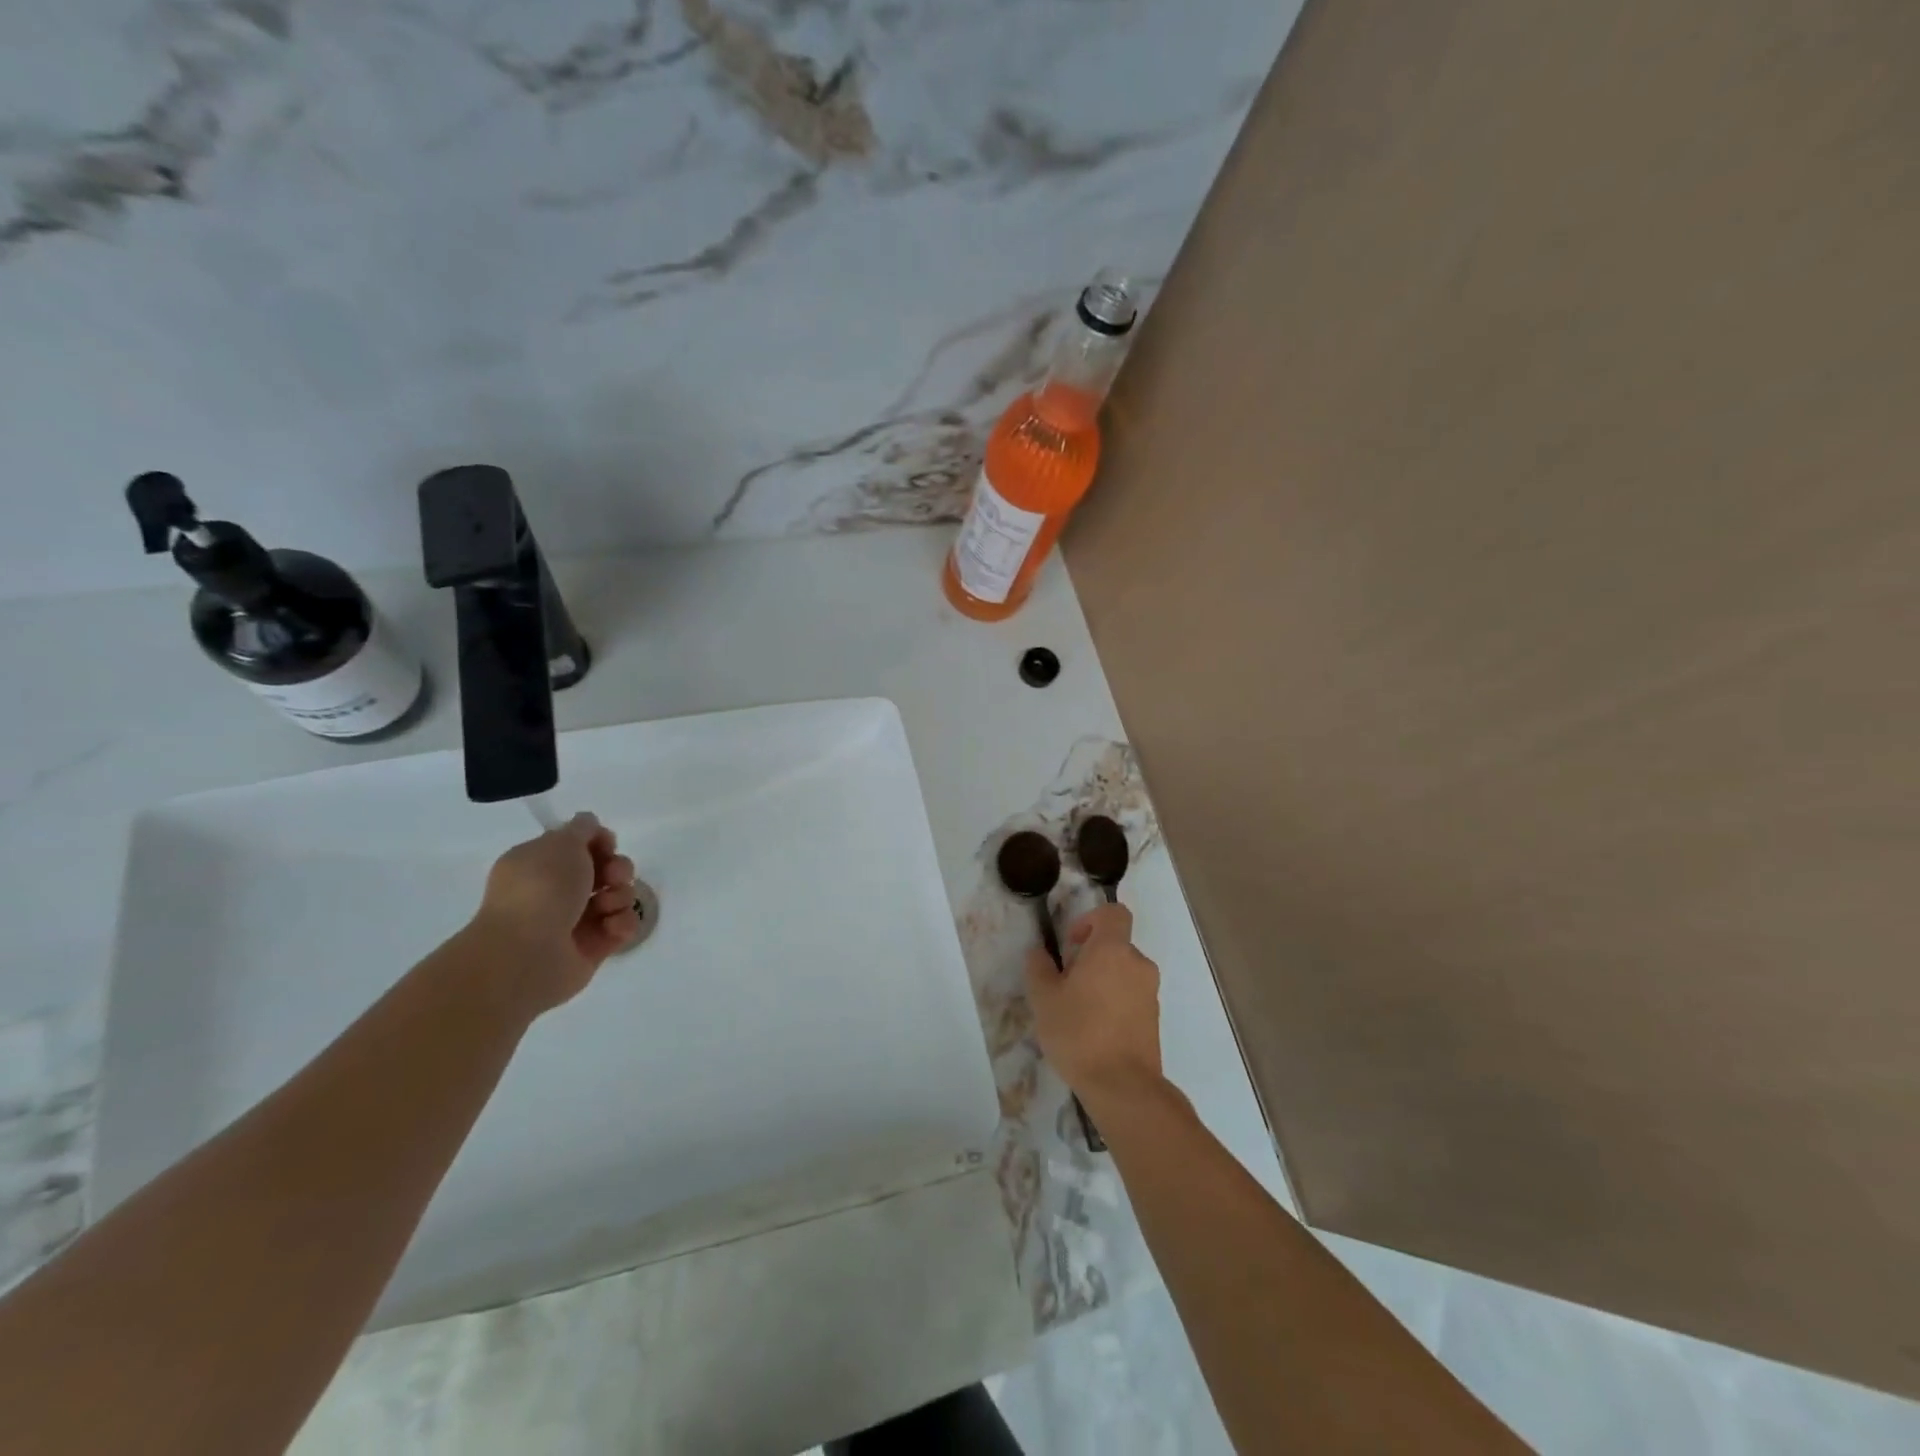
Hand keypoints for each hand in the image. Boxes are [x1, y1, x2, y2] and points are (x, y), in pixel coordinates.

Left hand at [470, 813, 640, 1013]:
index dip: (599, 841)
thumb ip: (582, 828)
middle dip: (618, 869)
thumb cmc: (542, 889)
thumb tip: (589, 823)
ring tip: (607, 907)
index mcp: (539, 865)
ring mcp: (575, 921)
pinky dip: (622, 924)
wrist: (529, 953)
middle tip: (613, 876)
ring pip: (617, 897)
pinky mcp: (593, 948)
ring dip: (621, 896)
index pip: (579, 846)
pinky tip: (611, 928)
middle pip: (605, 871)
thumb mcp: (562, 843)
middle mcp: (556, 892)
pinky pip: (622, 926)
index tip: (606, 844)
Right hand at [1024, 903, 1163, 1108]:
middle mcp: (1137, 964)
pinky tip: (1095, 1030)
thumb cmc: (1079, 1033)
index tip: (1072, 944)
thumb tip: (1039, 953)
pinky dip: (1115, 1002)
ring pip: (1123, 972)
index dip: (1091, 919)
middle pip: (1115, 945)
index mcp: (1112, 950)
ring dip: (1103, 981)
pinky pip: (1132, 996)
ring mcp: (1150, 992)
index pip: (1113, 913)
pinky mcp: (1154, 1018)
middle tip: (1067, 983)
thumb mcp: (1044, 999)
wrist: (1123, 1087)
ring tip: (1079, 1011)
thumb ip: (1039, 968)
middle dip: (1091, 957)